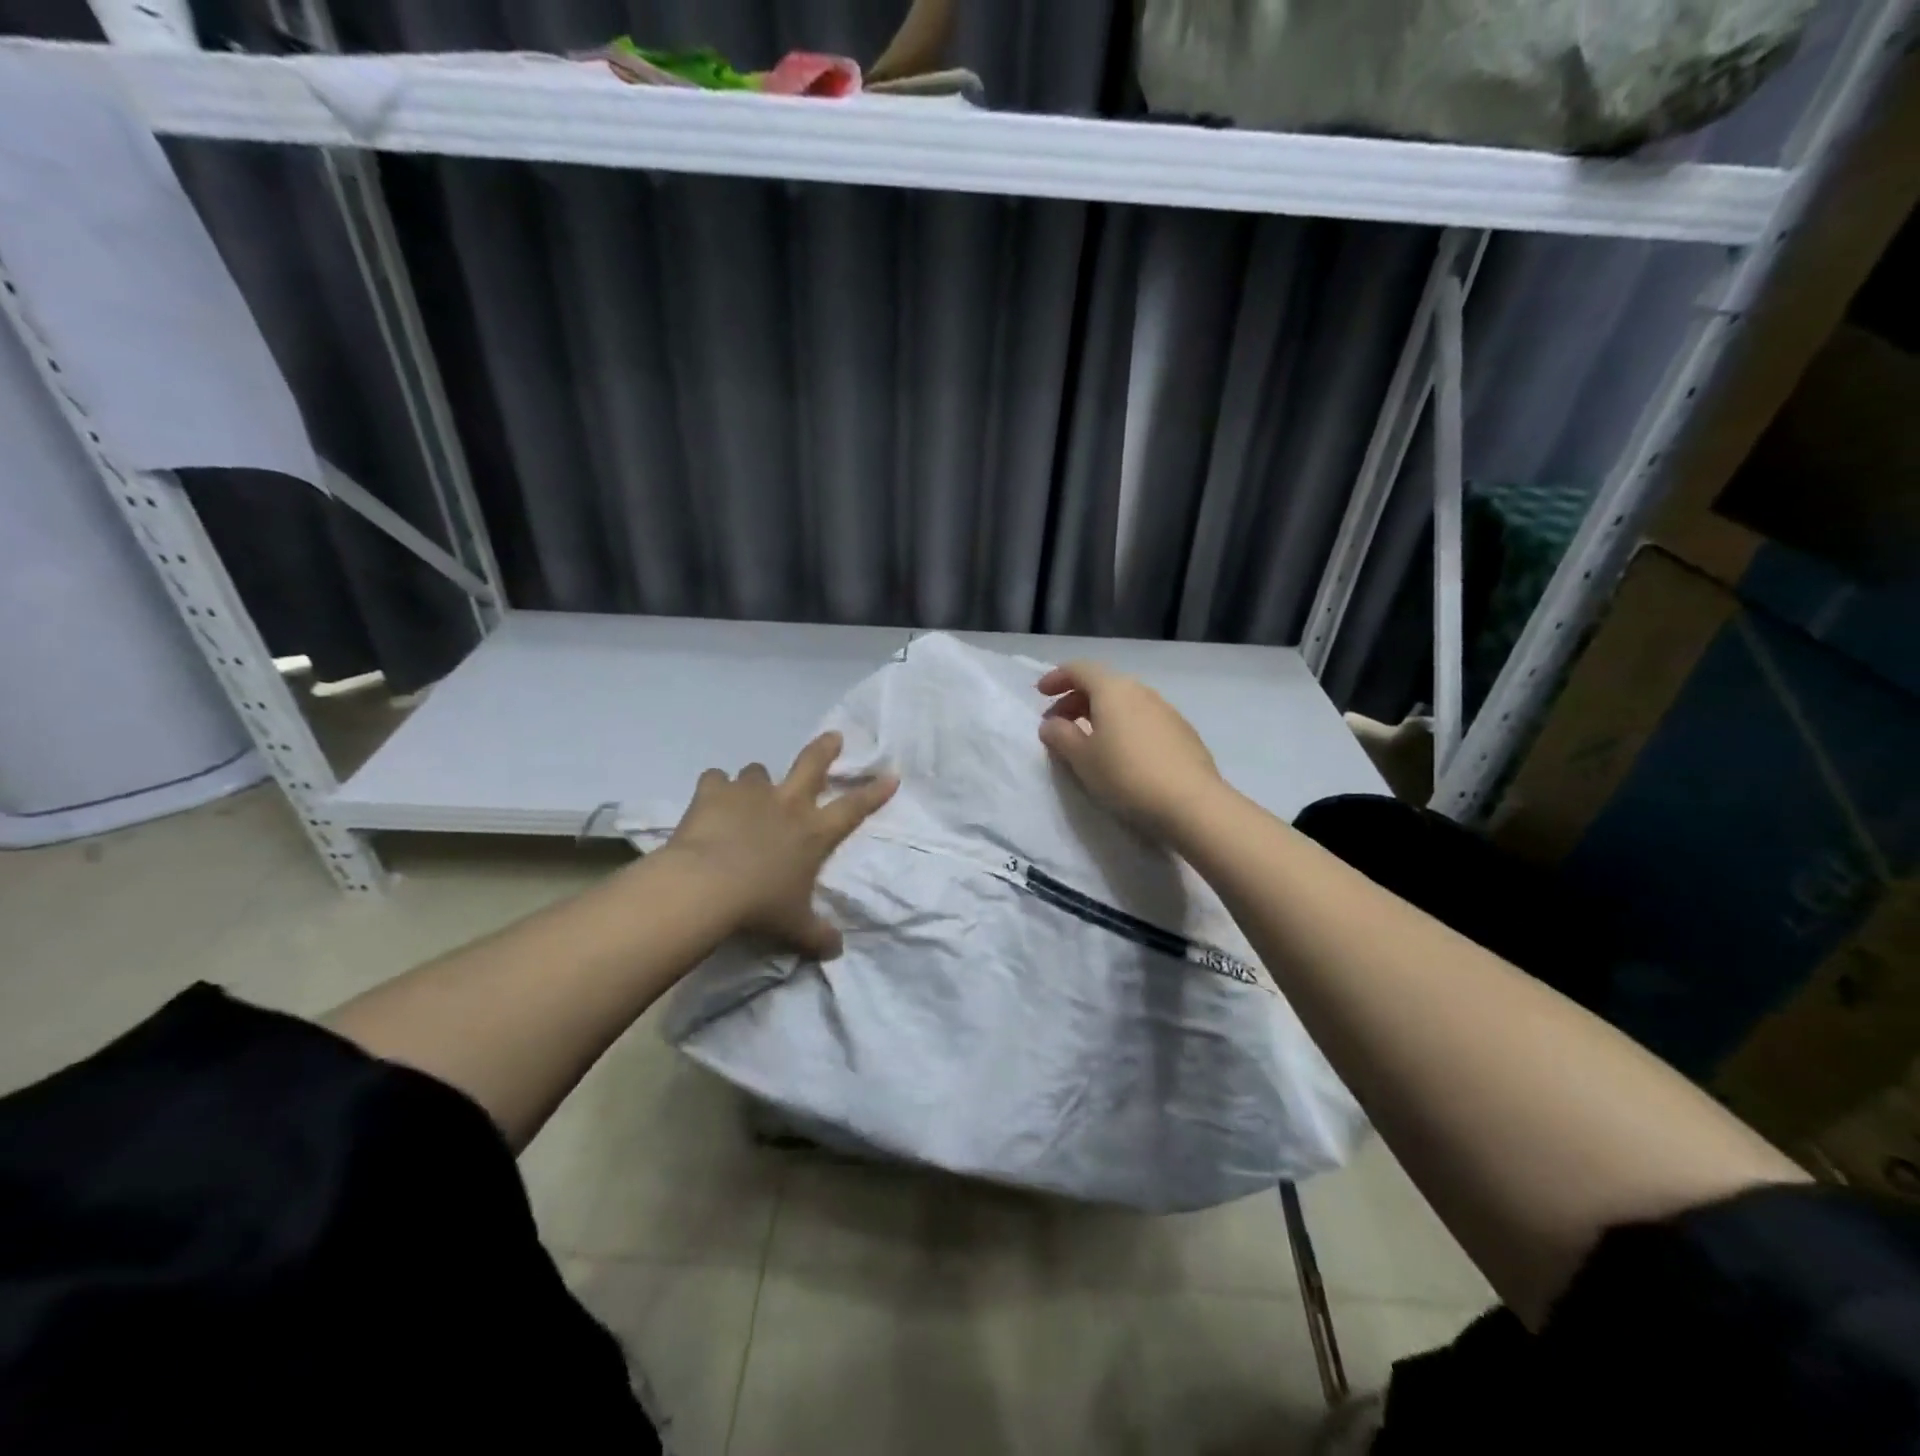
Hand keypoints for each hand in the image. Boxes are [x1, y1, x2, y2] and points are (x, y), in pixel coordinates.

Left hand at [663, 732, 897, 959]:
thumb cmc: (760, 905)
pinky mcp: (714, 792)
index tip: (891, 775)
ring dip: (757, 780)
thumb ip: (818, 935)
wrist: (707, 886)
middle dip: (825, 749)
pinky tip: (711, 799)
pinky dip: (715, 788)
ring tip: (749, 792)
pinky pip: (715, 779)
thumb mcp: (795, 926)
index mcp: (814, 832)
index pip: (854, 808)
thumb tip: (837, 950)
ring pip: (758, 771)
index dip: (874, 792)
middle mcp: (787, 804)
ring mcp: (750, 794)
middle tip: (834, 737)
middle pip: (812, 764)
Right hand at [1037, 661, 1224, 839]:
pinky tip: (1122, 754)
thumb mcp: (1081, 758)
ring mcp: (1166, 710)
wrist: (1191, 802)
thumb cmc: (1126, 775)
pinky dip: (1124, 727)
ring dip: (1101, 715)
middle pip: (1103, 685)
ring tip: (1089, 741)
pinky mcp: (1183, 733)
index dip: (1057, 678)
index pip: (1080, 669)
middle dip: (1076, 700)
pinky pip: (1144, 720)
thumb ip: (1060, 736)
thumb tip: (1051, 723)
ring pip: (1125, 703)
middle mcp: (1141, 691)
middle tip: (1058, 724)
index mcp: (1112, 690)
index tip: (1041, 694)